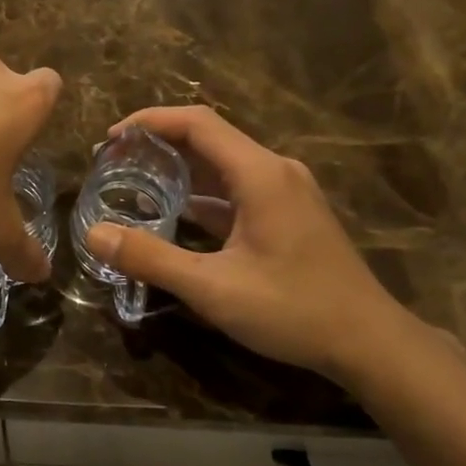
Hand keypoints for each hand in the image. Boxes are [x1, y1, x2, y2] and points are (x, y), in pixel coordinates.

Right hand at [83, 107, 422, 380]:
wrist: (371, 343)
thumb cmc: (294, 310)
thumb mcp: (213, 288)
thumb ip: (151, 258)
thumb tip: (94, 235)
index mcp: (260, 174)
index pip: (197, 122)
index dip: (149, 122)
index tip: (109, 139)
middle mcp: (275, 171)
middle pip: (208, 138)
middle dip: (158, 143)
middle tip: (113, 162)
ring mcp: (286, 192)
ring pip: (223, 164)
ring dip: (179, 168)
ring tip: (135, 182)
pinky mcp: (289, 214)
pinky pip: (237, 188)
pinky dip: (202, 193)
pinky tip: (176, 214)